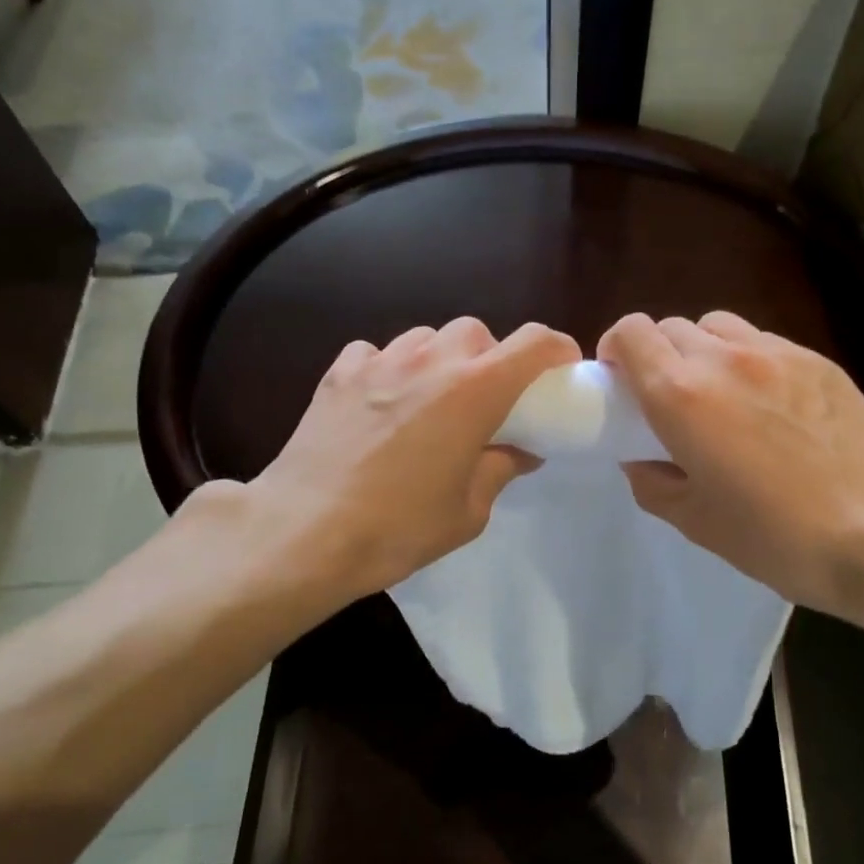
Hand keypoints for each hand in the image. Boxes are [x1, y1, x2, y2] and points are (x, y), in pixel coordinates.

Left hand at [186, 318, 580, 615]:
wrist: (304, 531)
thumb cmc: (398, 527)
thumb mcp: (468, 511)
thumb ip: (501, 469)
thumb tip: (522, 450)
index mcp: (474, 390)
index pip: (534, 342)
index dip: (556, 351)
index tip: (559, 374)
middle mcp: (431, 360)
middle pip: (476, 332)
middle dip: (490, 358)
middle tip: (484, 401)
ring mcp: (381, 360)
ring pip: (427, 337)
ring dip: (441, 360)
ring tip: (430, 401)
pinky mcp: (340, 372)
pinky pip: (377, 352)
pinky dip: (390, 369)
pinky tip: (381, 402)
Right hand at [597, 311, 863, 624]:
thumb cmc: (778, 536)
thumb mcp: (695, 522)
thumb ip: (652, 481)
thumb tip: (641, 457)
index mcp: (681, 395)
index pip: (630, 333)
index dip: (615, 350)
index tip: (620, 384)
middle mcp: (722, 358)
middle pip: (670, 327)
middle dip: (658, 356)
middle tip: (670, 401)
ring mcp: (774, 353)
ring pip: (716, 326)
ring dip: (702, 351)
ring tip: (719, 395)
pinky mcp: (816, 360)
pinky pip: (761, 342)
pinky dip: (745, 360)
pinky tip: (768, 403)